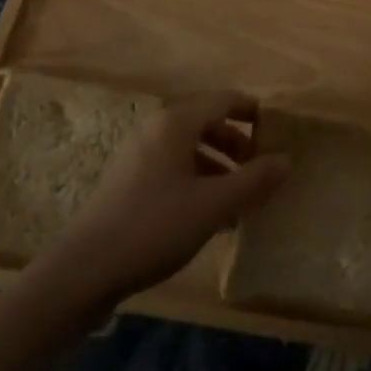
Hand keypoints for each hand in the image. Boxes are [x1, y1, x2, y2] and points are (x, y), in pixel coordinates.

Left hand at [44, 90, 287, 305]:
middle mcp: (156, 129)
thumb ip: (253, 180)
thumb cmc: (155, 226)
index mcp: (176, 122)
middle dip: (238, 144)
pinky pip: (174, 167)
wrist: (84, 270)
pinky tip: (211, 215)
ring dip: (220, 166)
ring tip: (241, 199)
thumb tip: (286, 159)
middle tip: (262, 170)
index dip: (253, 112)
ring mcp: (139, 154)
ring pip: (190, 148)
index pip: (224, 100)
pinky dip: (198, 180)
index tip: (277, 132)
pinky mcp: (129, 181)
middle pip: (207, 122)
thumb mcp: (213, 205)